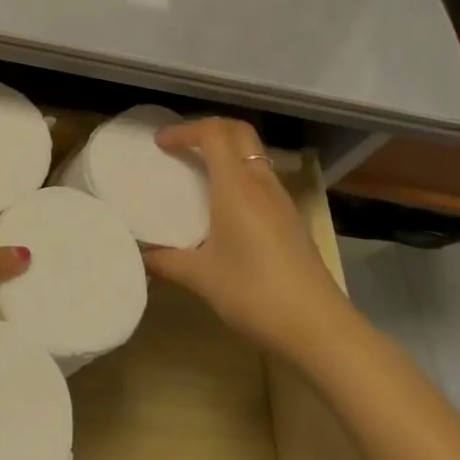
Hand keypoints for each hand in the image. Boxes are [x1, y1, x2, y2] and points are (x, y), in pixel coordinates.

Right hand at [143, 117, 353, 359]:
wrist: (320, 329)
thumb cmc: (255, 293)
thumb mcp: (201, 278)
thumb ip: (166, 261)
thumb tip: (139, 255)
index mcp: (236, 186)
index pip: (213, 133)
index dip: (185, 130)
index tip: (161, 144)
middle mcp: (261, 183)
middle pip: (238, 132)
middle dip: (208, 129)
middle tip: (182, 146)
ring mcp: (281, 200)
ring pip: (253, 153)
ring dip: (226, 151)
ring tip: (200, 172)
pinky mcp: (292, 219)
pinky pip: (261, 177)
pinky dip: (240, 173)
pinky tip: (226, 205)